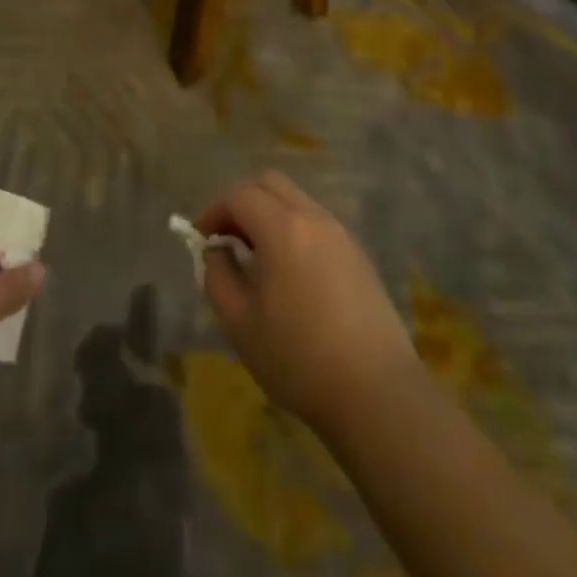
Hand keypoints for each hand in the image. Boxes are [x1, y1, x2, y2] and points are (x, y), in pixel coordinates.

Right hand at [197, 172, 420, 436]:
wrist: (376, 391)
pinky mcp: (358, 254)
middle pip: (271, 184)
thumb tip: (216, 251)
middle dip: (242, 202)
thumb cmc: (299, 358)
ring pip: (296, 201)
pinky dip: (294, 230)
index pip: (240, 195)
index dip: (214, 210)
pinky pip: (316, 223)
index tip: (200, 238)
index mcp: (282, 227)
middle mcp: (313, 217)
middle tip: (227, 238)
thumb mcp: (241, 324)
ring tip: (256, 257)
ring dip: (269, 215)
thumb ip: (218, 277)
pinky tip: (290, 273)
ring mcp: (340, 233)